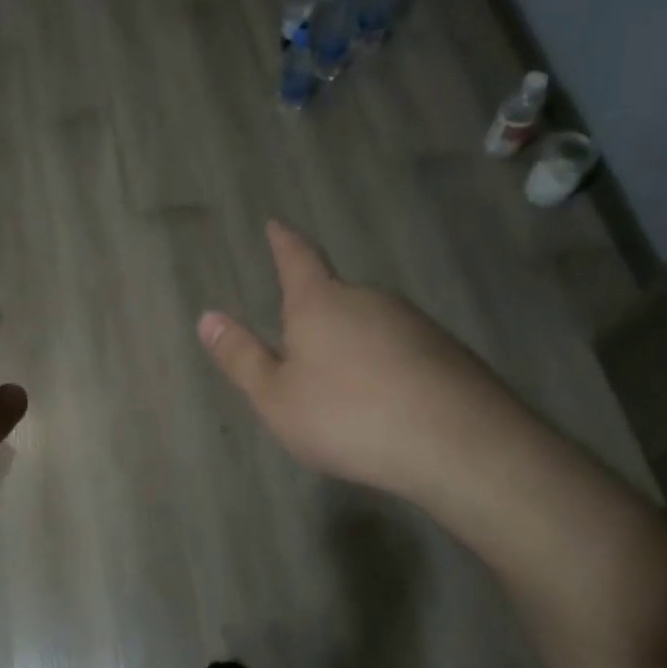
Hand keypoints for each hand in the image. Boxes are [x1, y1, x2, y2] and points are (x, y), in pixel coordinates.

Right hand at [198, 221, 520, 499]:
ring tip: (345, 389)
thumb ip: (242, 357)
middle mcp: (369, 300)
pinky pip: (401, 351)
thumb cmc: (348, 416)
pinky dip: (386, 367)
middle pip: (335, 297)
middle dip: (317, 314)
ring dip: (353, 345)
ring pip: (371, 325)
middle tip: (303, 348)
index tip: (276, 223)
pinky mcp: (448, 353)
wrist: (459, 444)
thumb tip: (207, 317)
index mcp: (321, 303)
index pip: (298, 259)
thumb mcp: (276, 397)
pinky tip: (387, 403)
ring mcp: (414, 323)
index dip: (284, 242)